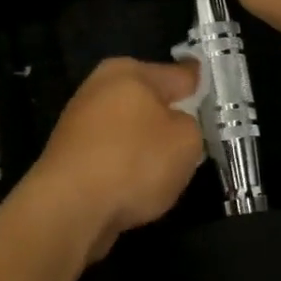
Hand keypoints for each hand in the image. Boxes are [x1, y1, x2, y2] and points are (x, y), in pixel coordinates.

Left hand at [18, 57, 205, 261]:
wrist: (69, 208)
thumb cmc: (134, 162)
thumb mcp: (186, 141)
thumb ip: (190, 125)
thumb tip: (175, 125)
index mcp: (129, 72)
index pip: (178, 74)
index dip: (199, 85)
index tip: (211, 92)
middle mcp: (100, 89)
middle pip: (149, 101)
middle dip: (169, 117)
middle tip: (194, 139)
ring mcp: (80, 123)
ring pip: (130, 130)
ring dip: (146, 146)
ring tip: (167, 171)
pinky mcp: (70, 156)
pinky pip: (112, 156)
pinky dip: (125, 168)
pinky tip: (136, 188)